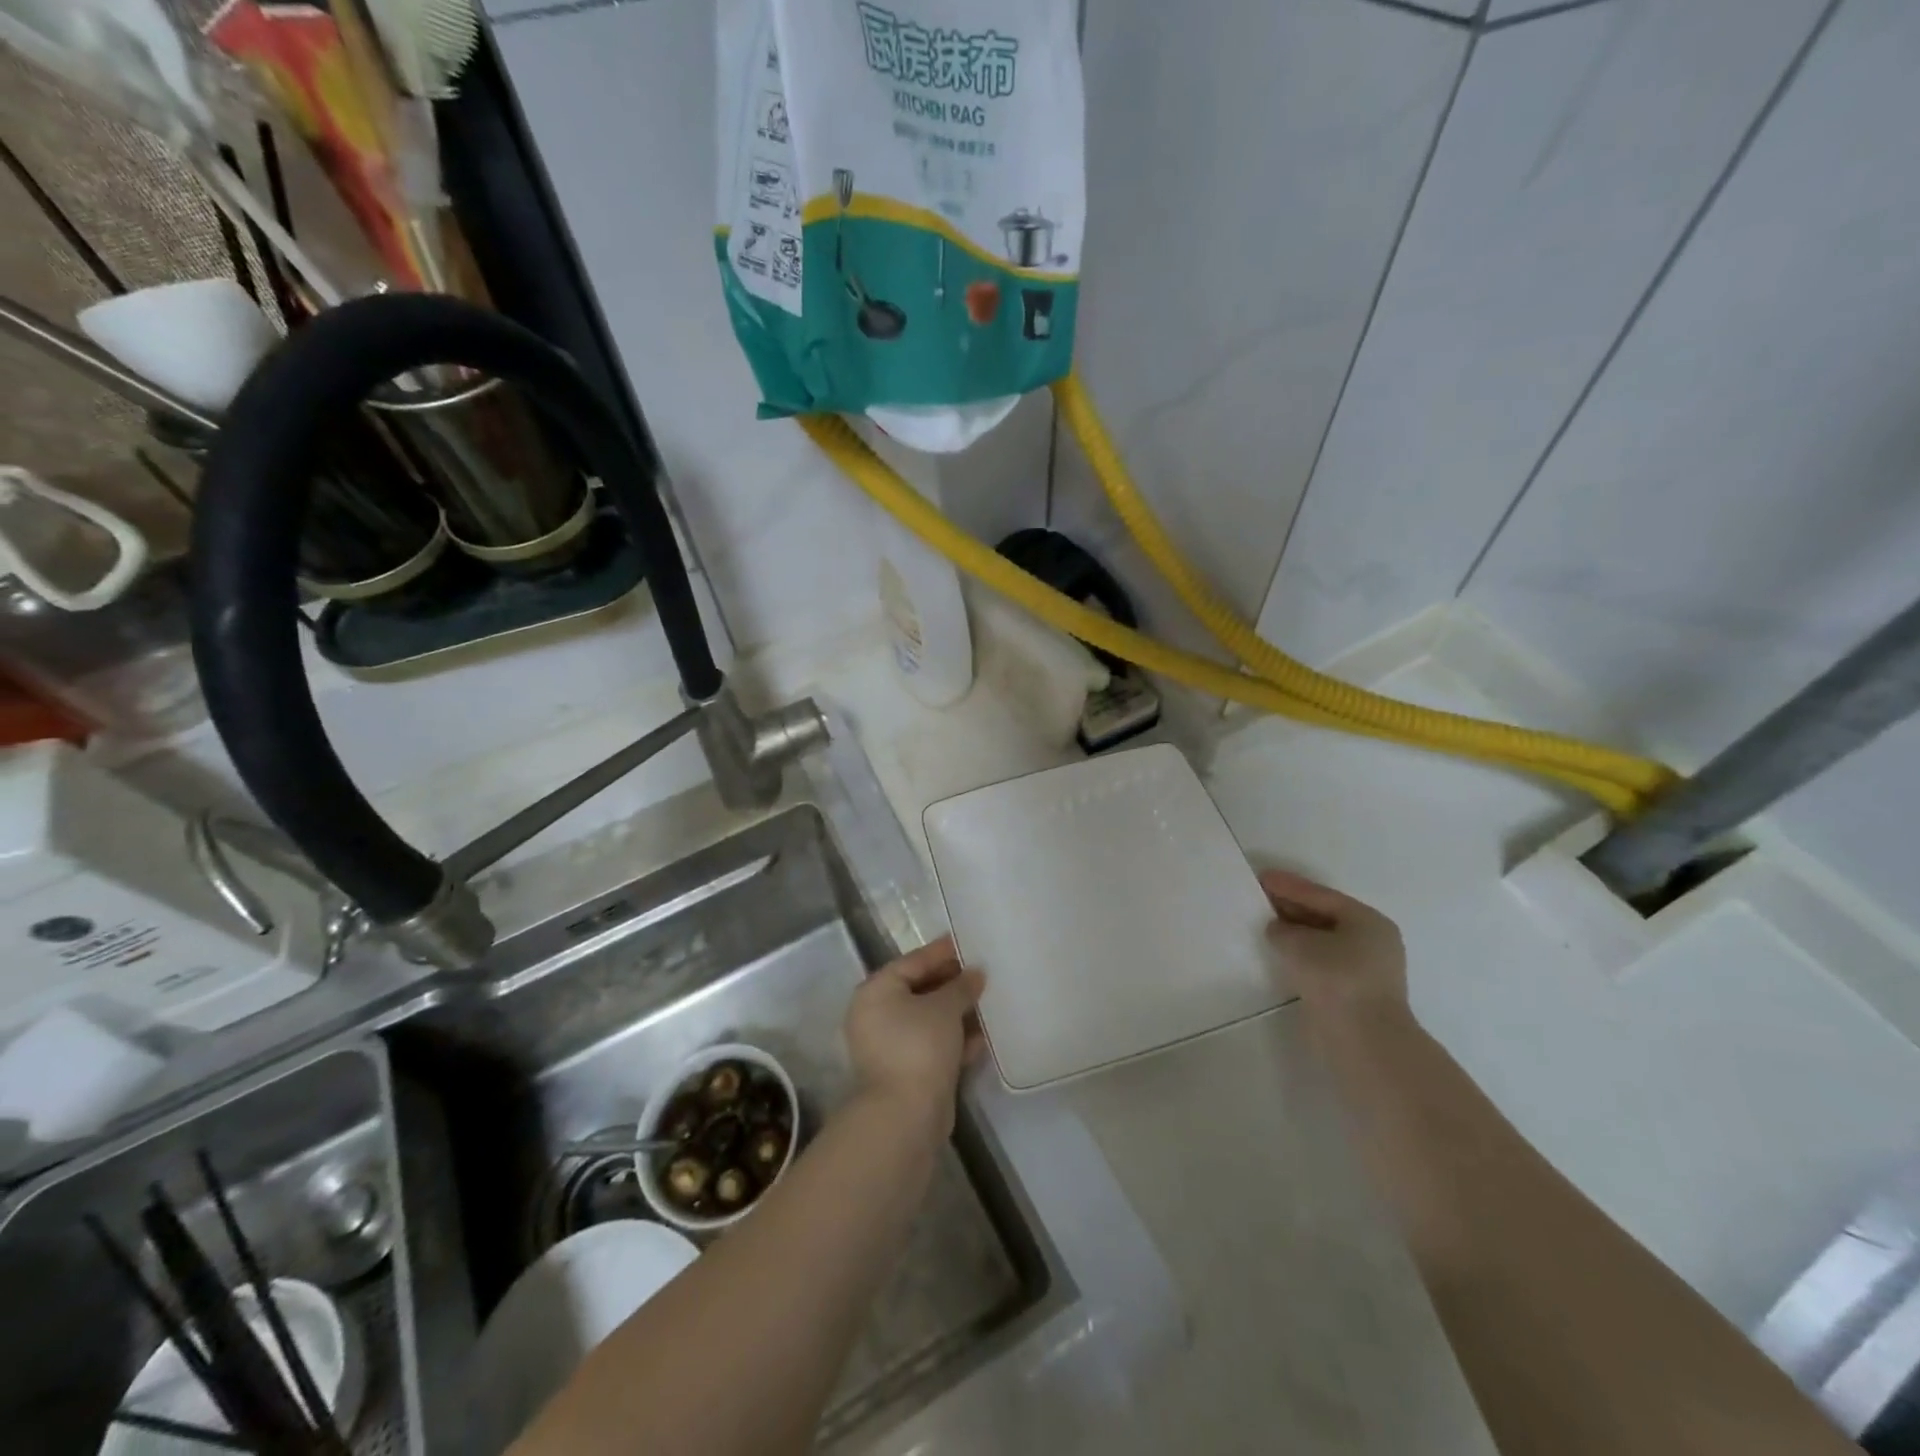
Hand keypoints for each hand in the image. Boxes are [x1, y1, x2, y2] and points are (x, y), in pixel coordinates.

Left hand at [845, 936, 985, 1135]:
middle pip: (920, 989)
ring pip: (929, 1019)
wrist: (906, 1115)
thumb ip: (962, 986)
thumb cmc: (919, 1046)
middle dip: (953, 984)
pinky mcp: (907, 1070)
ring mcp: (890, 1045)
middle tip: (984, 973)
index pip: (913, 961)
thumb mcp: (944, 1008)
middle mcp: (877, 1014)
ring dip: (957, 1012)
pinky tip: (983, 1036)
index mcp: (876, 991)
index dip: (942, 952)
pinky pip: (933, 1044)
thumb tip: (975, 973)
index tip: (968, 943)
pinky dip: (955, 1039)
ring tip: (989, 1001)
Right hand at [1261, 869, 1408, 1027]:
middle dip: (1292, 908)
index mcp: (1368, 920)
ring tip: (1265, 925)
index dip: (1289, 886)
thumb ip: (1283, 930)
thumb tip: (1278, 929)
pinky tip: (1280, 955)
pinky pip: (1323, 962)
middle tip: (1260, 898)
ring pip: (1324, 941)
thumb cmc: (1337, 979)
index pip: (1321, 895)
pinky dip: (1302, 955)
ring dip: (1296, 933)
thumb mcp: (1300, 944)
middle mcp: (1373, 940)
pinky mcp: (1356, 993)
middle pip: (1325, 916)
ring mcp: (1368, 969)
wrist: (1364, 1040)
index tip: (1262, 877)